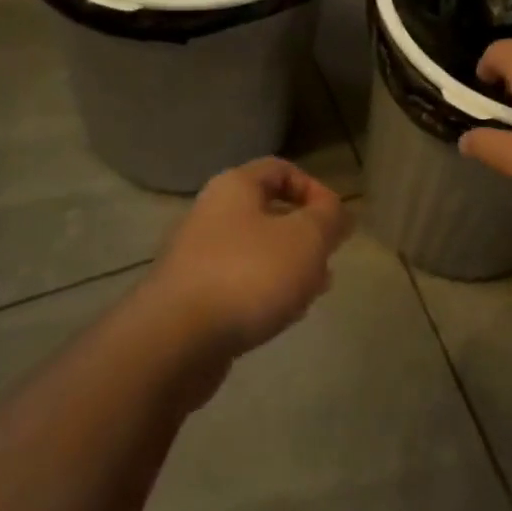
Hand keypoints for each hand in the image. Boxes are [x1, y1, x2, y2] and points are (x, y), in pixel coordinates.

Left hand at [147, 158, 351, 355]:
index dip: (315, 189)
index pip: (280, 169)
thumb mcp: (307, 238)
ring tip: (312, 293)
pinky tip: (281, 317)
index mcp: (234, 188)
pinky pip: (237, 285)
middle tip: (327, 260)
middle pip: (268, 213)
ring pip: (255, 252)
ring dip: (288, 268)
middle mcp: (211, 215)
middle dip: (305, 235)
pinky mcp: (190, 299)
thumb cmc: (248, 274)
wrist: (173, 342)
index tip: (336, 222)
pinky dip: (263, 294)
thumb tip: (338, 212)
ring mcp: (196, 258)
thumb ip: (329, 219)